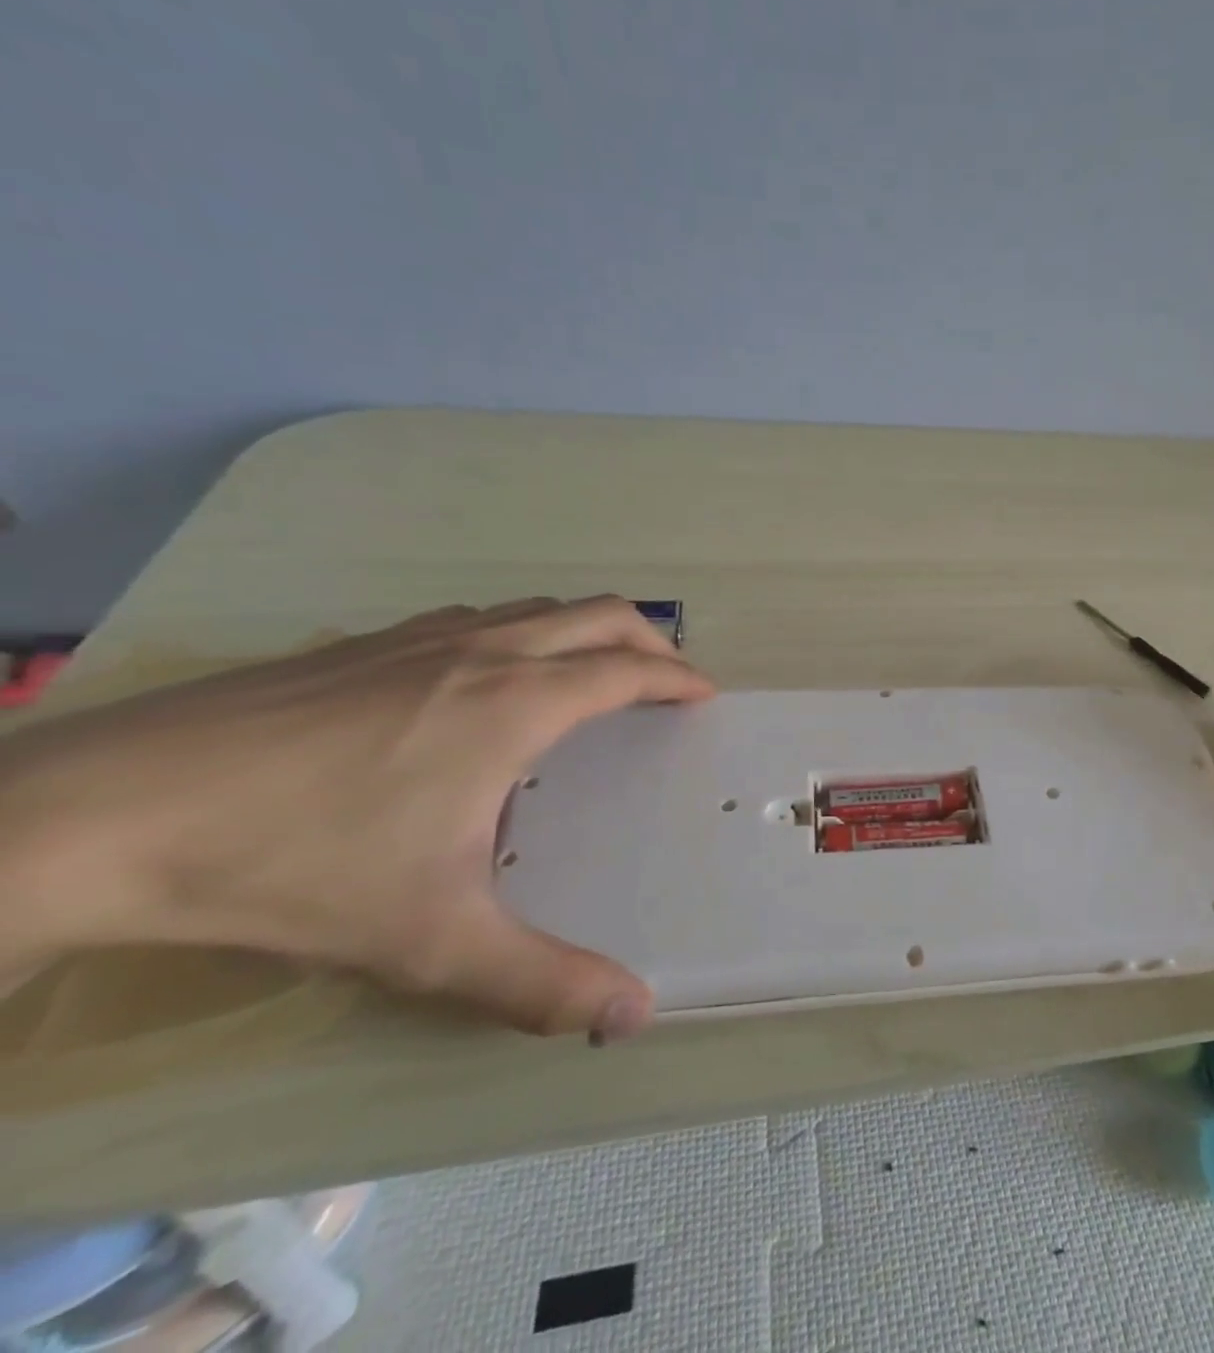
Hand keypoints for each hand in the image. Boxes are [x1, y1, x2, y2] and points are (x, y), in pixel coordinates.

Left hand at [0, 597, 713, 1038]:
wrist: (98, 817)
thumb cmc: (294, 866)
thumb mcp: (430, 941)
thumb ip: (540, 981)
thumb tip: (632, 1016)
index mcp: (515, 703)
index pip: (626, 670)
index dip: (677, 679)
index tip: (704, 696)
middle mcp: (481, 653)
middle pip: (598, 615)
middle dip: (649, 641)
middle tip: (667, 680)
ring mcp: (417, 639)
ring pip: (536, 609)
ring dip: (585, 632)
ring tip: (592, 677)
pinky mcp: (360, 643)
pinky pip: (477, 619)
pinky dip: (520, 633)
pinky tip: (485, 682)